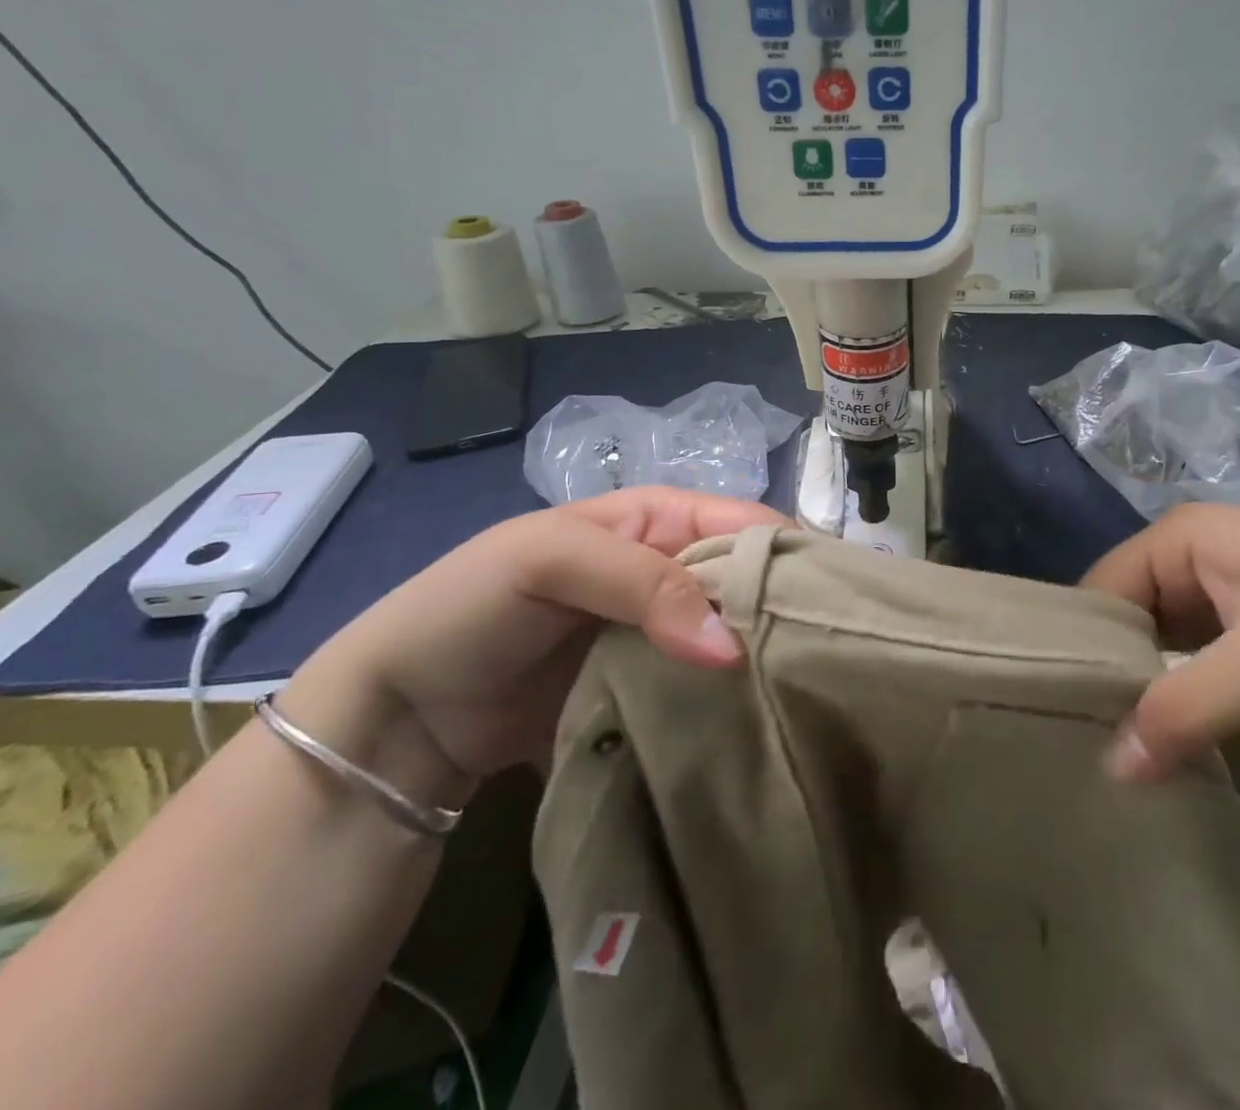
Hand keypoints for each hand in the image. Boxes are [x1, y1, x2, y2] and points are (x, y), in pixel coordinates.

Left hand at [278, 488, 785, 802]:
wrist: (404, 714)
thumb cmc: (476, 604)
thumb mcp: (552, 559)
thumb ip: (645, 584)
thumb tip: (732, 645)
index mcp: (662, 519)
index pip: (747, 523)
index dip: (788, 552)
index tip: (834, 600)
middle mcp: (674, 571)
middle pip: (750, 581)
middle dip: (785, 609)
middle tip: (830, 654)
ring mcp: (666, 634)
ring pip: (736, 637)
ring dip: (764, 660)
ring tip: (812, 693)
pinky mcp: (656, 690)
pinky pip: (709, 689)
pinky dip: (734, 701)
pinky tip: (765, 721)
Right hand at [1081, 504, 1239, 780]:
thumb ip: (1189, 707)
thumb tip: (1111, 768)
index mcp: (1183, 535)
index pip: (1104, 588)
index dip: (1085, 647)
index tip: (1066, 713)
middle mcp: (1191, 556)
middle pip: (1125, 615)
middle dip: (1110, 673)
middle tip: (1086, 740)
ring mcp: (1219, 594)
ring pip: (1154, 642)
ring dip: (1141, 691)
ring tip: (1112, 747)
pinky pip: (1187, 663)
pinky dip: (1173, 698)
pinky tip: (1160, 739)